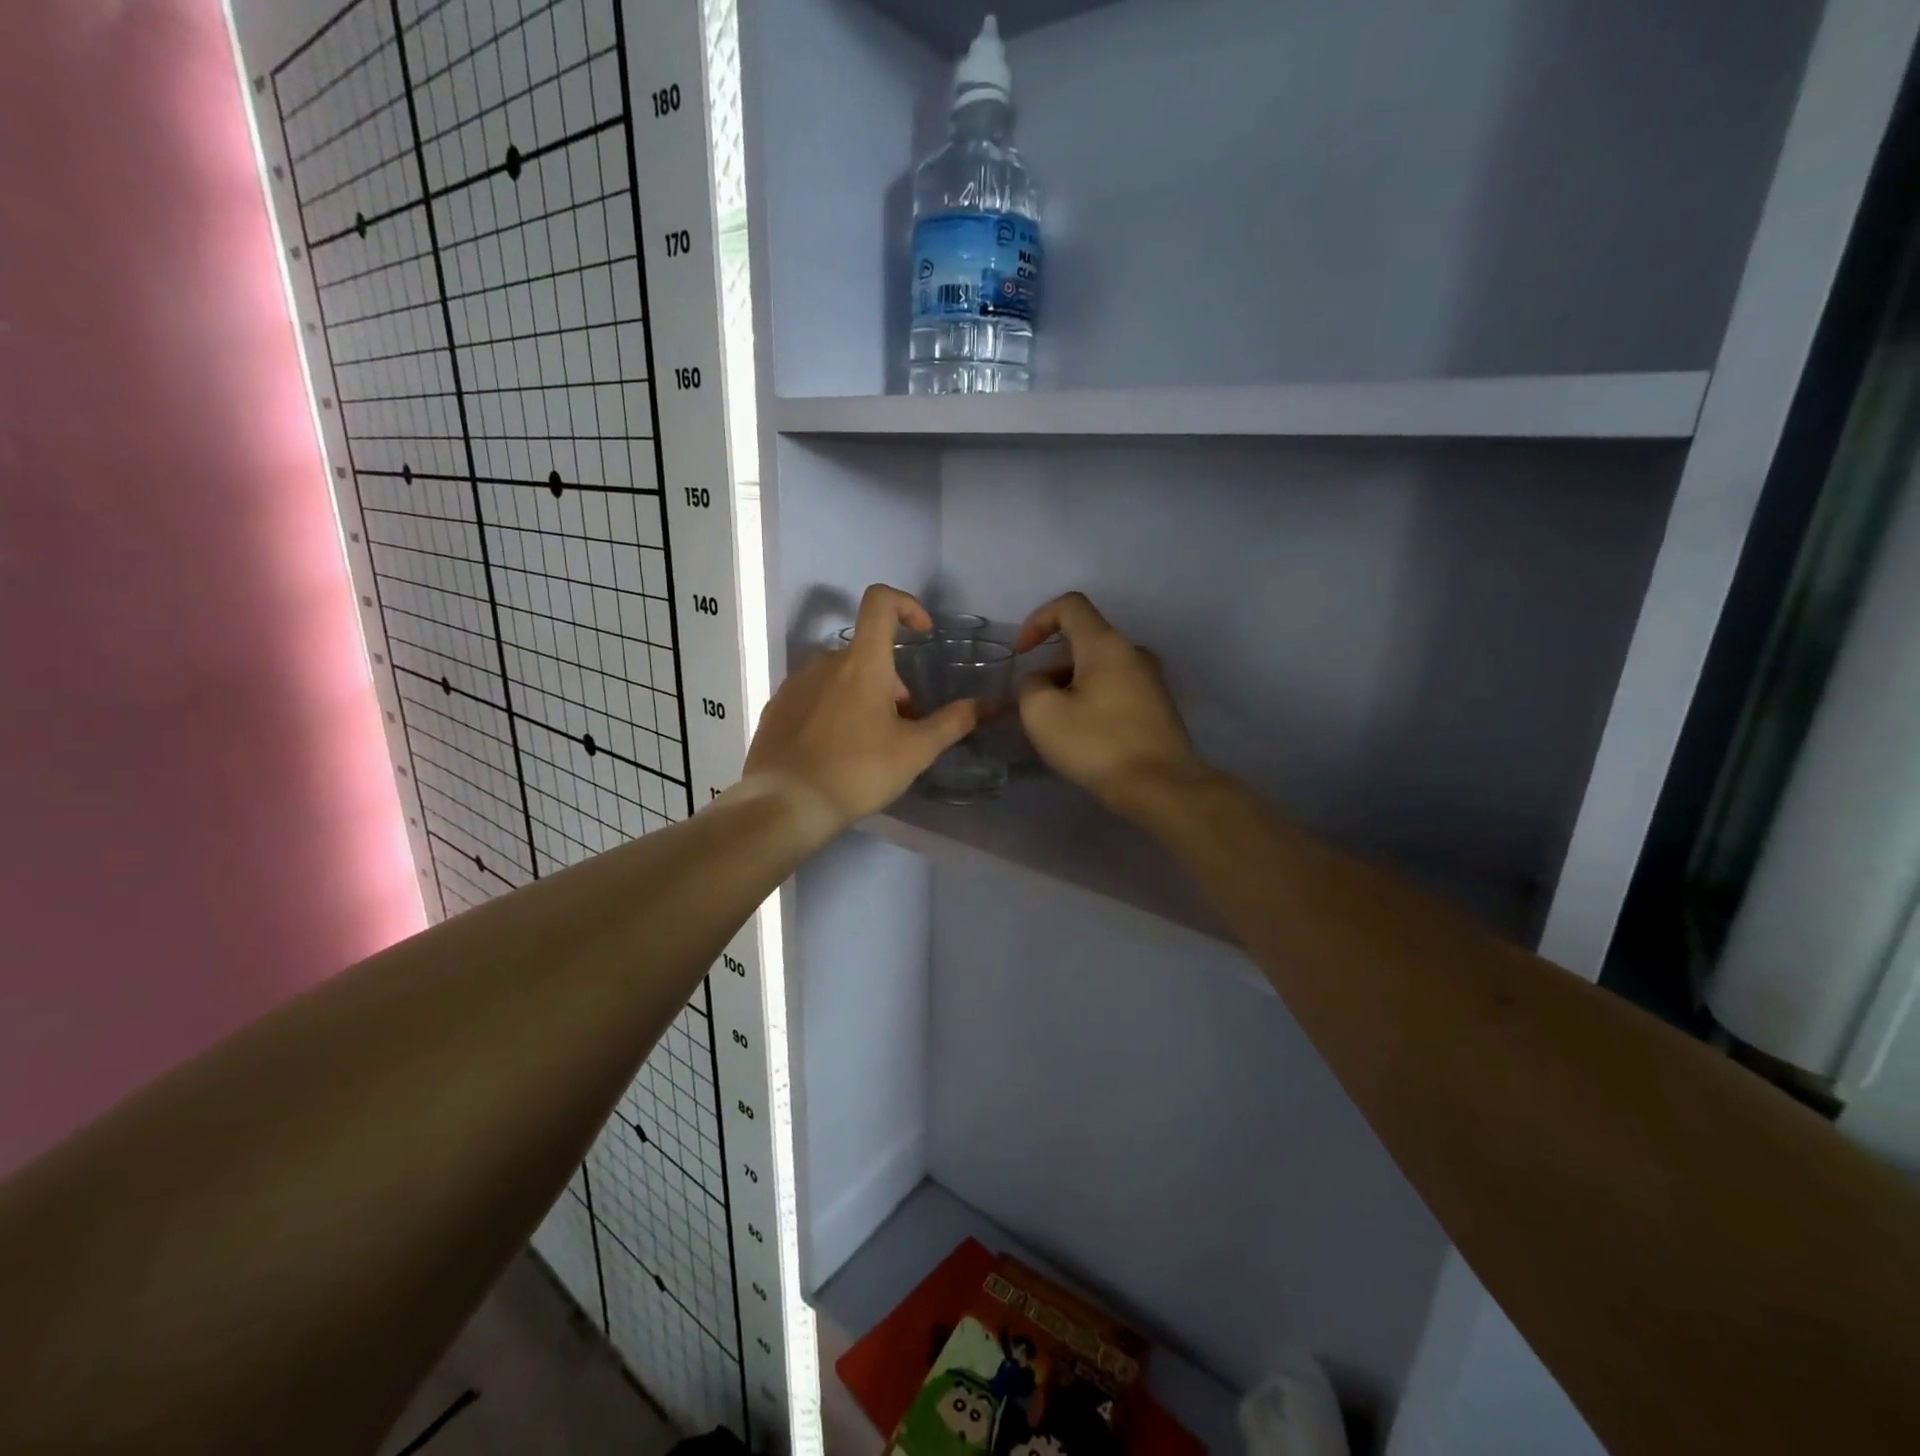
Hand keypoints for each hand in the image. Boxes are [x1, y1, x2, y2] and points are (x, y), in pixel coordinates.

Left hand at [743, 584, 977, 832]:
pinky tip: (836, 751)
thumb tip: (984, 704)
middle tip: (901, 727)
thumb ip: (952, 722)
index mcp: (862, 662)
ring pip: (841, 676)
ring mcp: (796, 683)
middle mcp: (825, 661)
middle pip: (868, 654)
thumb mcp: (915, 751)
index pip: (880, 601)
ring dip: (863, 697)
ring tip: (869, 743)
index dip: (906, 605)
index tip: (922, 633)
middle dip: (892, 683)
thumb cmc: (857, 771)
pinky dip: (833, 710)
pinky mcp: (777, 707)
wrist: (785, 805)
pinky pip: (815, 695)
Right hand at [1014, 592, 1206, 812]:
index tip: (1021, 653)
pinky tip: (1084, 734)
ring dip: (1071, 684)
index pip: (1070, 606)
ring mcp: (1151, 679)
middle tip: (1035, 701)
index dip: (1038, 620)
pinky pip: (1116, 688)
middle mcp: (1133, 652)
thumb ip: (1030, 686)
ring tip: (1057, 723)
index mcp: (1105, 644)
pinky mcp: (1158, 706)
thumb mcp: (1042, 714)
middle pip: (1084, 640)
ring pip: (1100, 667)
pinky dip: (1092, 699)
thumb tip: (1041, 681)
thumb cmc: (1097, 743)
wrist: (1160, 786)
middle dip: (1052, 663)